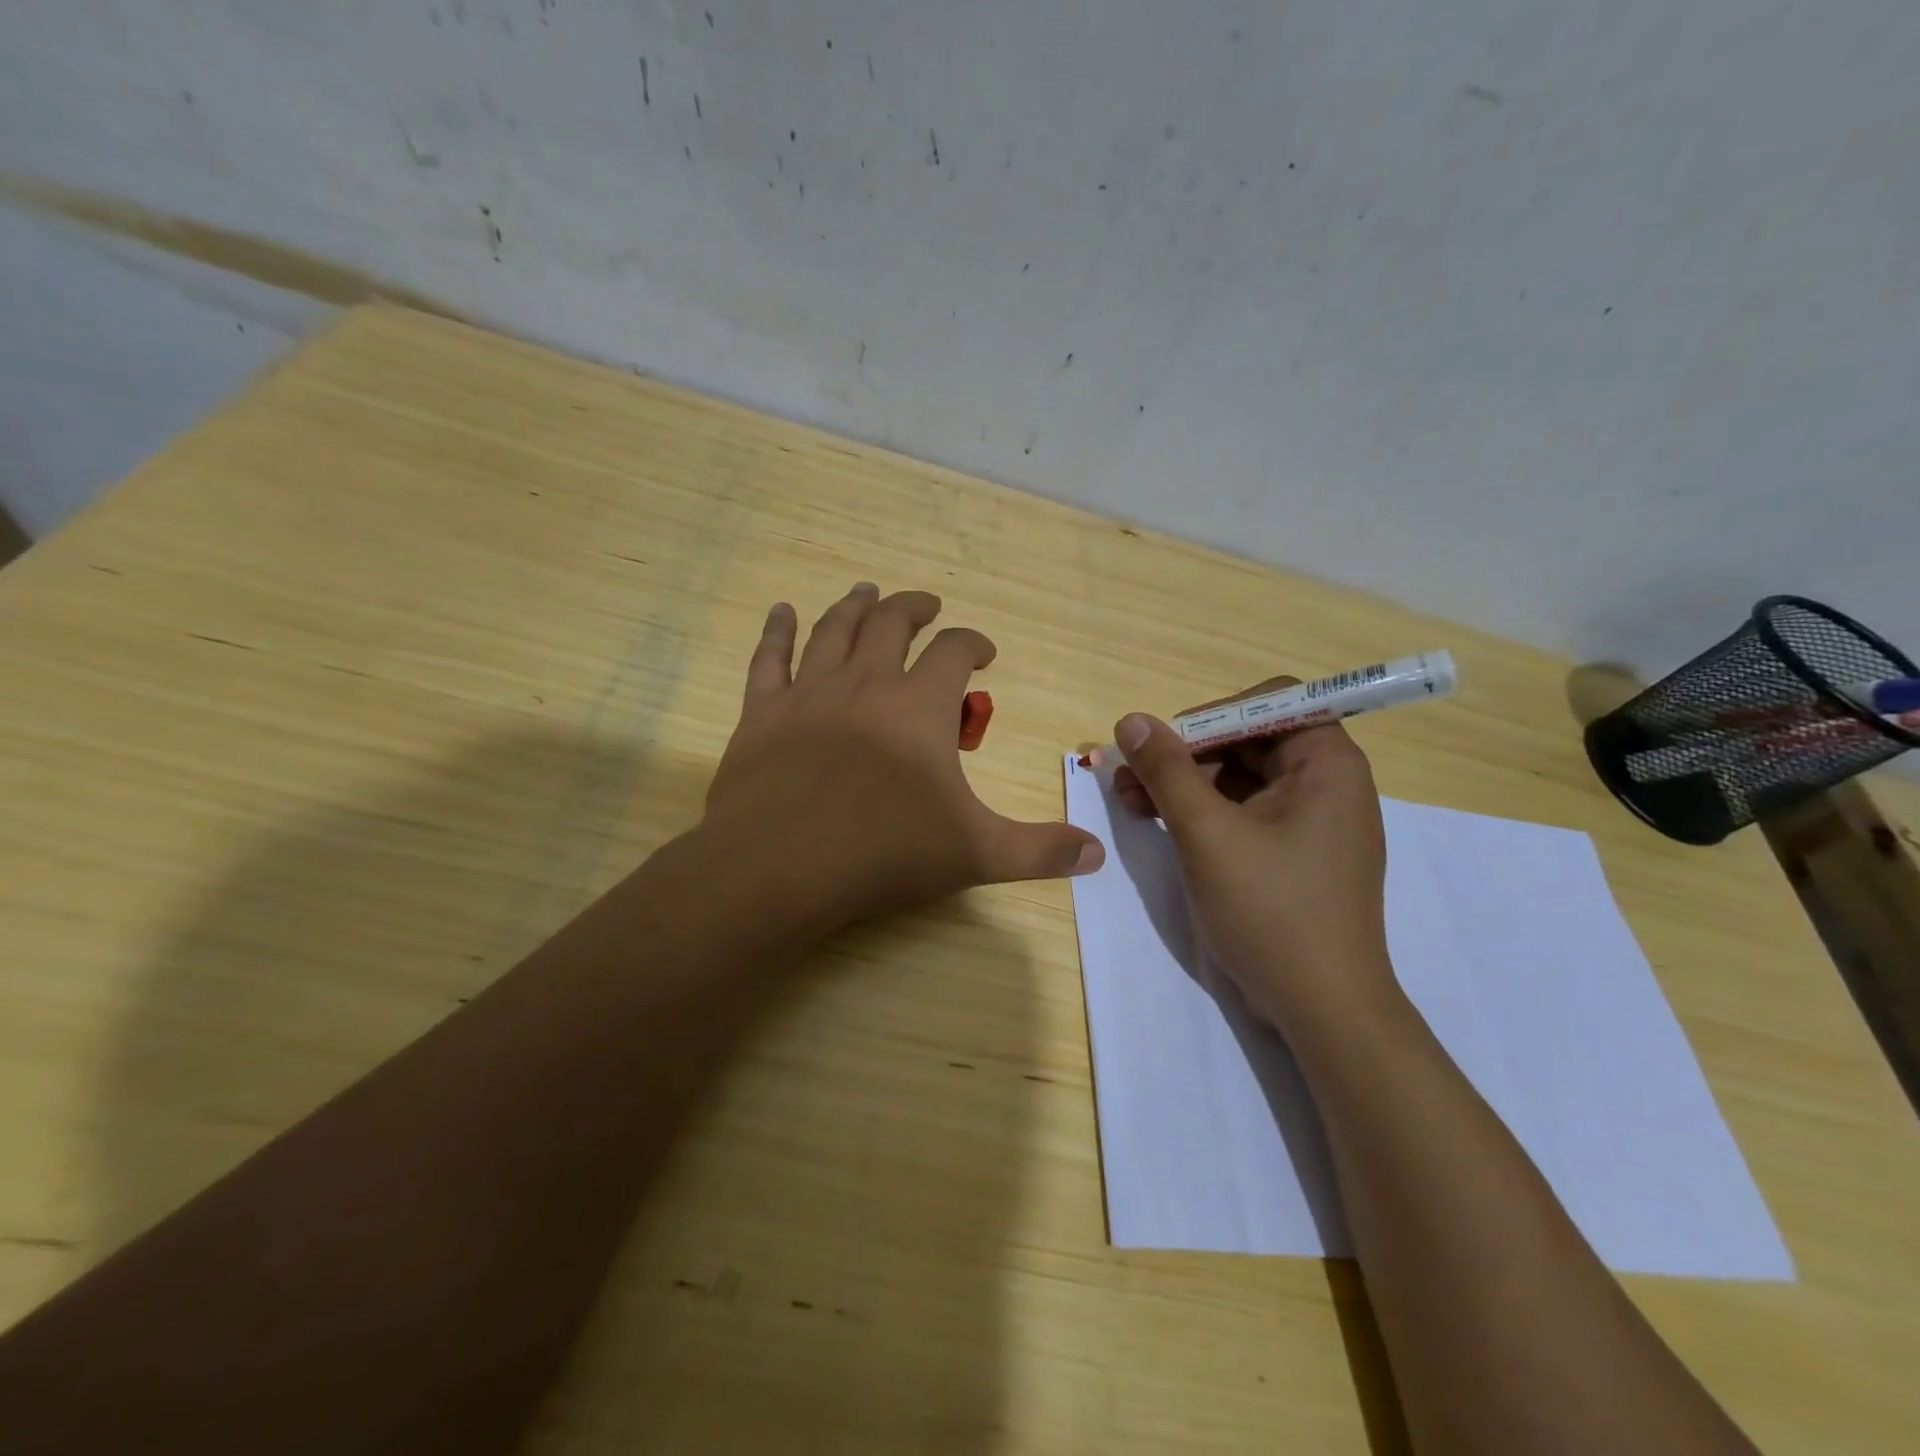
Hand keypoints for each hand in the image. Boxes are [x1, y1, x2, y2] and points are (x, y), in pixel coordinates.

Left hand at [702, 584, 1103, 931]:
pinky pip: (769, 658)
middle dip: (912, 608)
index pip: (954, 651)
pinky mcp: (762, 713)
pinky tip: (780, 611)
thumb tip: (1097, 854)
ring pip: (833, 629)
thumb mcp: (975, 853)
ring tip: (866, 591)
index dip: (972, 642)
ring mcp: (809, 693)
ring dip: (854, 606)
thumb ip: (1039, 851)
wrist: (780, 867)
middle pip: (890, 623)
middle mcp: (865, 683)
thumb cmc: (883, 853)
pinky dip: (776, 631)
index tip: (983, 651)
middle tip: (925, 605)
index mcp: (919, 706)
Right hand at [1111, 679, 1395, 1032]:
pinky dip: (1203, 813)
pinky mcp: (1295, 854)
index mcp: (1327, 764)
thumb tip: (1130, 721)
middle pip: (1249, 741)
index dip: (1212, 715)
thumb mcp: (1207, 834)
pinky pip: (1245, 813)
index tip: (1165, 745)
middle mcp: (1327, 784)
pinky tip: (1159, 823)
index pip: (1270, 703)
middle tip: (1129, 775)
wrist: (1323, 1010)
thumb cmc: (1271, 911)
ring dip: (1185, 784)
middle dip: (1185, 754)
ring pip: (1241, 778)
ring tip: (1130, 801)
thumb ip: (1167, 771)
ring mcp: (1311, 822)